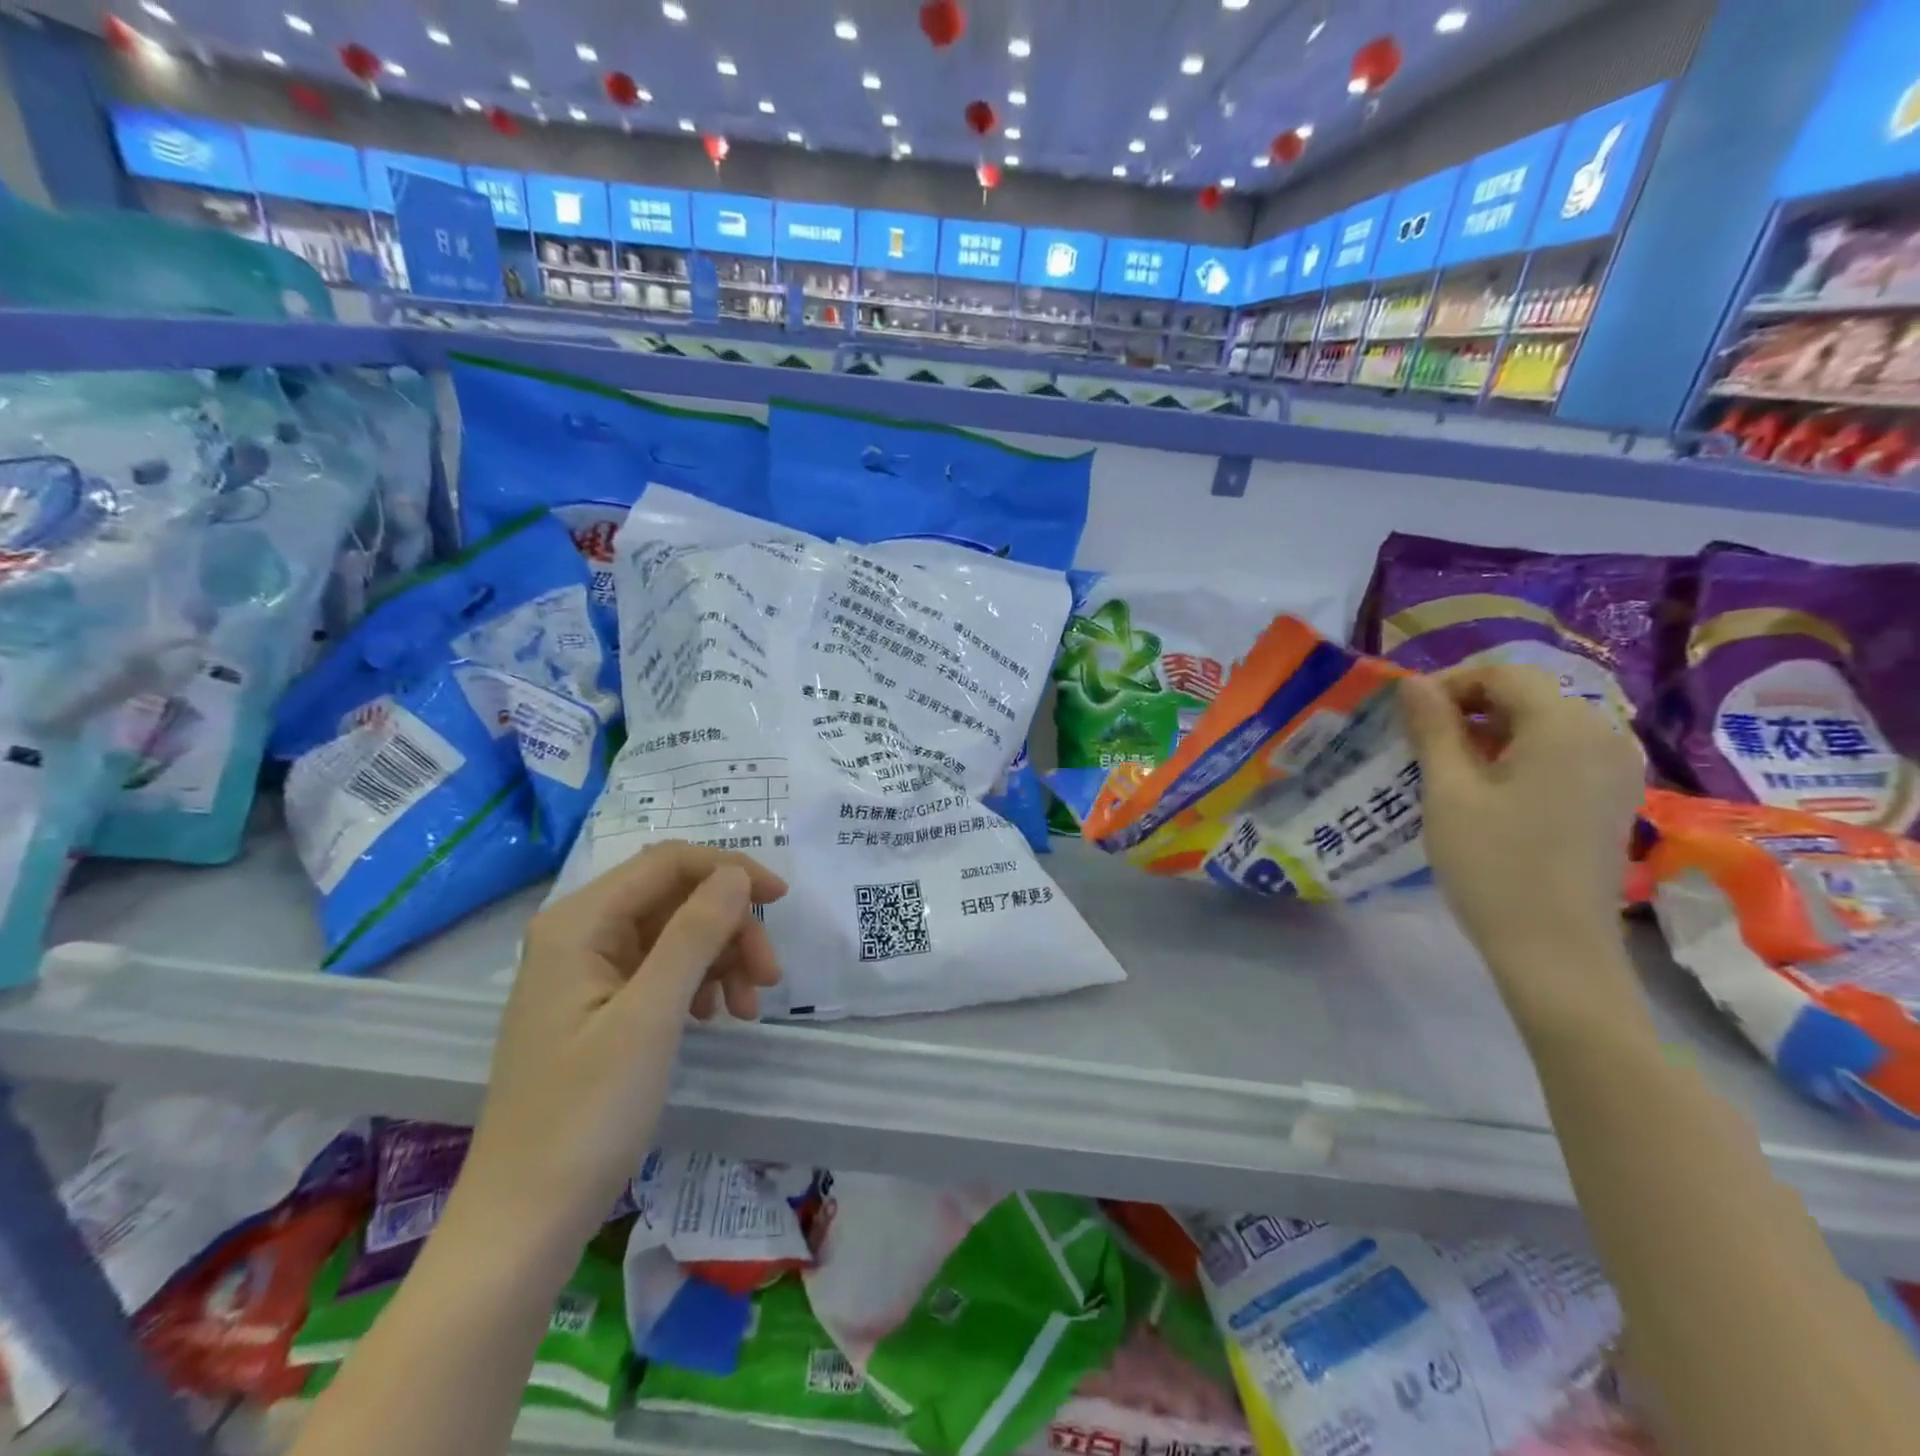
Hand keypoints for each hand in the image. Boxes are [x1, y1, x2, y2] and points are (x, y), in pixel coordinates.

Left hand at [452, 844, 787, 1257]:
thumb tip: (736, 874)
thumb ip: (695, 934)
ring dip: (721, 957)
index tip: (781, 900)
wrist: (524, 1222)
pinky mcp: (599, 1007)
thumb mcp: (651, 1017)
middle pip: (675, 898)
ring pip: (676, 934)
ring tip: (748, 1008)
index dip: (729, 870)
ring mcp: (588, 972)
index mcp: (579, 924)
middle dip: (730, 927)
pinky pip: (663, 970)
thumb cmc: (585, 1115)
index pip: (668, 863)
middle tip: (769, 976)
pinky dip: (699, 983)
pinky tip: (716, 1016)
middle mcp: (580, 934)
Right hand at [1399, 663, 1643, 1014]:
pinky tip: (1488, 788)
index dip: (1451, 684)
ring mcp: (1616, 768)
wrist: (1556, 950)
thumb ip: (1433, 729)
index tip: (1408, 715)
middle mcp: (1604, 735)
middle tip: (1419, 740)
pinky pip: (1562, 752)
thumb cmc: (1493, 865)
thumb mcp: (1448, 791)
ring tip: (1446, 764)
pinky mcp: (1614, 797)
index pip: (1504, 673)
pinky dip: (1519, 754)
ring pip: (1544, 723)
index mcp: (1565, 726)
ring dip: (1492, 731)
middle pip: (1529, 694)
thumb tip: (1414, 684)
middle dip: (1470, 707)